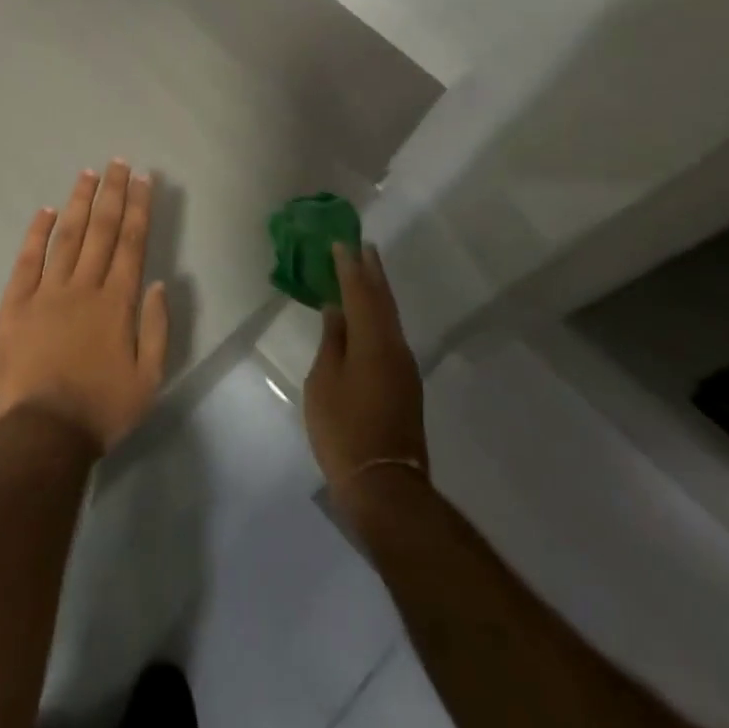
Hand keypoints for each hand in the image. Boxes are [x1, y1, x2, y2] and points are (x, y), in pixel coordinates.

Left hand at [0, 161, 170, 456]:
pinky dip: (37, 233)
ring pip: (66, 236)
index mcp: (117, 303)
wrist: (43, 433)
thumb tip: (156, 282)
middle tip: (119, 162)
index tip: (143, 179)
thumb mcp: (148, 379)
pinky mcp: (16, 303)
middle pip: (101, 230)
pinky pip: (27, 260)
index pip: (131, 243)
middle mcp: (83, 287)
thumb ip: (155, 328)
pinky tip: (46, 211)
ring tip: (88, 173)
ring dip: (79, 202)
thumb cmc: (101, 410)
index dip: (138, 208)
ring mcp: (46, 292)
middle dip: (113, 193)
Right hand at [303, 243, 428, 500]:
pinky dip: (378, 317)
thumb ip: (332, 342)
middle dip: (372, 273)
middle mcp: (395, 348)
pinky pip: (390, 336)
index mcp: (373, 342)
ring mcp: (404, 368)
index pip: (360, 294)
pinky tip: (367, 317)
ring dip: (377, 293)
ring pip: (389, 319)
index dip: (350, 267)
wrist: (384, 484)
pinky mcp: (404, 385)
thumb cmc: (343, 429)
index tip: (342, 243)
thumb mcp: (324, 382)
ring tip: (365, 273)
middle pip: (383, 301)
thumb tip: (337, 311)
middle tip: (363, 247)